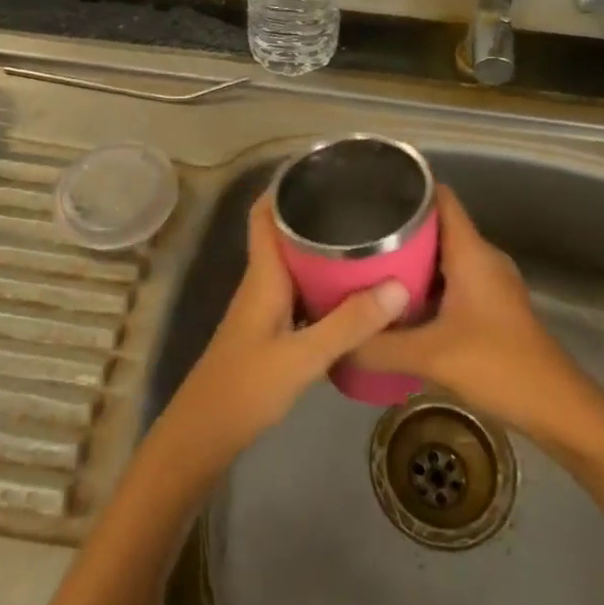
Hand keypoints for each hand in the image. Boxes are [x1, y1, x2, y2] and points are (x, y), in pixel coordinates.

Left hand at [153, 191, 408, 478]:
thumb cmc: (246, 387)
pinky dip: (323, 282)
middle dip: (316, 214)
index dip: (284, 186)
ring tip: (366, 239)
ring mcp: (265, 306)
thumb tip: (399, 285)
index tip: (321, 169)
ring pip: (294, 263)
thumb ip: (349, 323)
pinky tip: (352, 291)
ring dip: (322, 249)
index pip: (264, 214)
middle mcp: (262, 281)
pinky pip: (300, 290)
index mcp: (264, 274)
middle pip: (284, 234)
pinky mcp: (271, 329)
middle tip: (361, 203)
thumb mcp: (303, 356)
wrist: (204, 436)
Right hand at [350, 186, 592, 443]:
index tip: (370, 193)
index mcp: (471, 251)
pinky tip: (398, 305)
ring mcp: (490, 283)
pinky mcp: (491, 307)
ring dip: (410, 260)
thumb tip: (334, 341)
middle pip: (437, 226)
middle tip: (356, 237)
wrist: (557, 408)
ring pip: (443, 256)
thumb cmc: (498, 366)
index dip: (408, 189)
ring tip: (367, 267)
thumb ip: (377, 346)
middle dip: (398, 229)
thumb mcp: (429, 356)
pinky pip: (451, 280)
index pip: (440, 197)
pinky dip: (425, 285)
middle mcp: (482, 258)